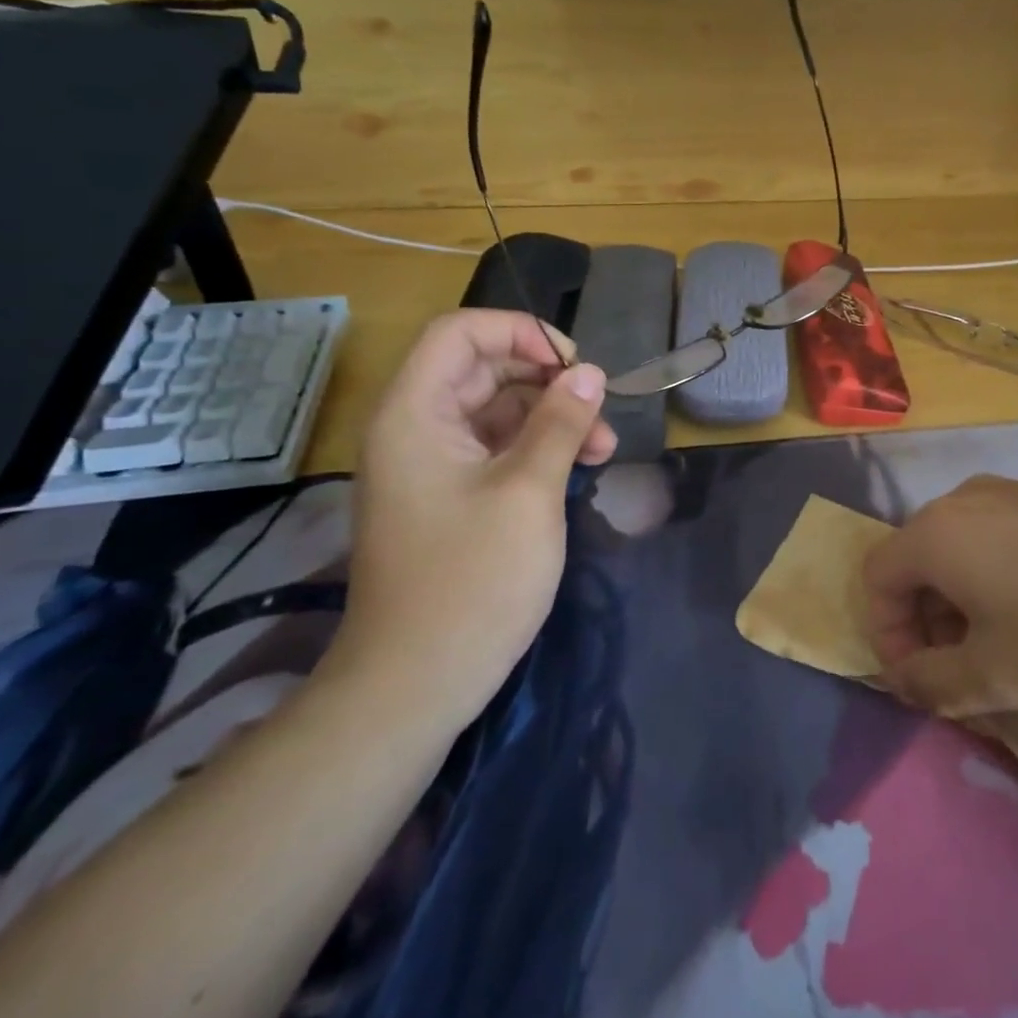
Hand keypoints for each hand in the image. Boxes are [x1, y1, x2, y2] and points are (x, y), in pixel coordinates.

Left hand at [330, 311, 615, 736]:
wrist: (414, 685)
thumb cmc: (471, 580)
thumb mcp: (529, 491)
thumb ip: (560, 423)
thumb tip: (590, 373)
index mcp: (415, 414)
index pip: (460, 333)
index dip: (520, 333)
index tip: (573, 366)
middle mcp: (416, 429)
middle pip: (484, 370)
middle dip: (548, 382)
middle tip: (599, 413)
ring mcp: (432, 466)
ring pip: (497, 411)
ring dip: (551, 419)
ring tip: (603, 450)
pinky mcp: (449, 498)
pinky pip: (496, 450)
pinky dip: (538, 450)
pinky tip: (578, 470)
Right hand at [862, 476, 1017, 718]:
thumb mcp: (999, 676)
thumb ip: (933, 683)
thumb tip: (903, 679)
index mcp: (936, 532)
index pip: (876, 579)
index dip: (887, 636)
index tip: (926, 683)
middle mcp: (964, 500)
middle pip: (917, 563)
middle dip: (928, 625)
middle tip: (968, 675)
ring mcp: (1012, 492)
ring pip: (961, 551)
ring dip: (964, 606)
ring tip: (1010, 652)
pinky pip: (1000, 540)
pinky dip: (1000, 581)